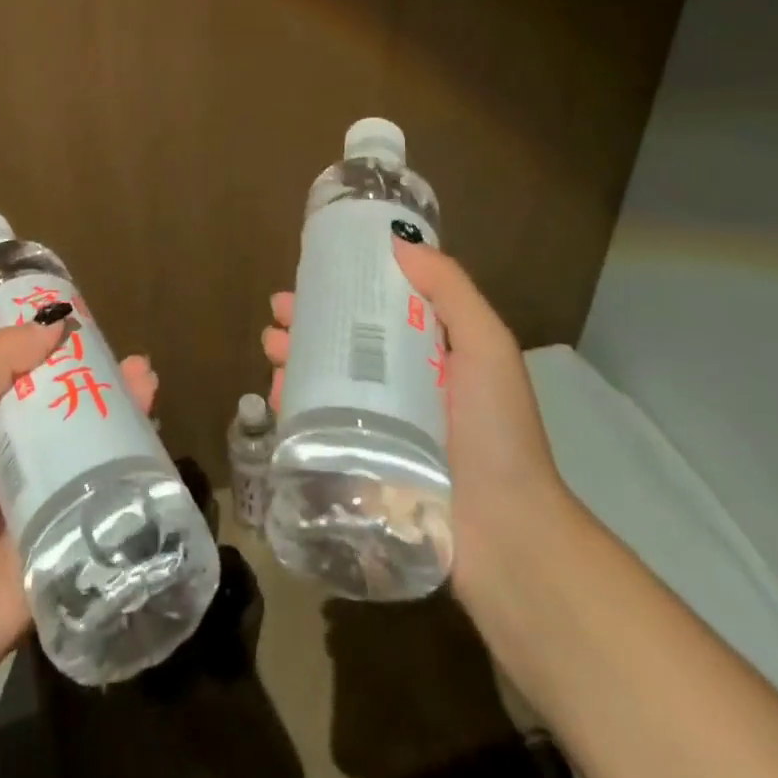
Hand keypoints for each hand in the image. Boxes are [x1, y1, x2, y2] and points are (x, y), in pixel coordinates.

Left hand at [0, 324, 158, 683]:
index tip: (88, 324)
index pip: (24, 371)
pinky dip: (131, 463)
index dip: (54, 346)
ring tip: (148, 386)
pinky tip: (155, 441)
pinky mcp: (71, 531)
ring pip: (91, 441)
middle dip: (101, 378)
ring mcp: (45, 493)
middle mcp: (14, 453)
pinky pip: (106, 489)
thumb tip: (54, 323)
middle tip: (135, 364)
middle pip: (66, 402)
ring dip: (122, 413)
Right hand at [260, 238, 564, 605]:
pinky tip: (276, 395)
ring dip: (294, 360)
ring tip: (272, 349)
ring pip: (325, 381)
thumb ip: (451, 290)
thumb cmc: (498, 431)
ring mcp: (379, 426)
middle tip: (279, 316)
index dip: (344, 289)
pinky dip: (293, 404)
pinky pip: (318, 424)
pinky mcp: (359, 462)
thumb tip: (399, 241)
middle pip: (345, 343)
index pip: (380, 308)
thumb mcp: (487, 346)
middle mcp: (402, 384)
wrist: (506, 537)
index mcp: (432, 353)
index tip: (312, 275)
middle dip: (308, 324)